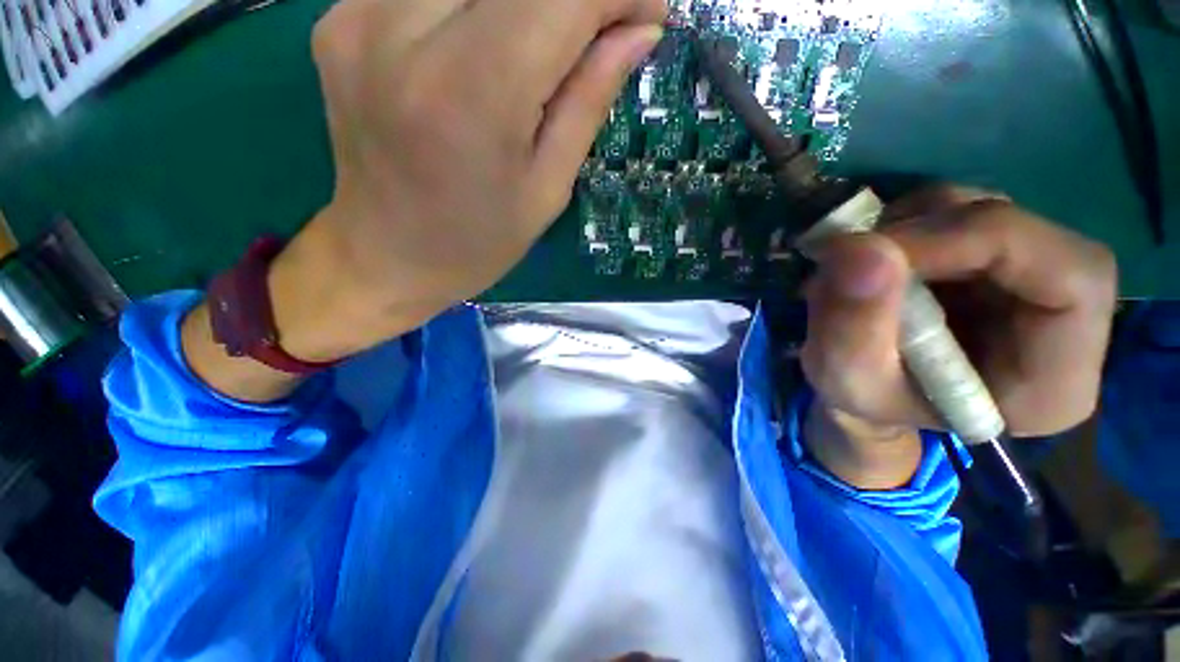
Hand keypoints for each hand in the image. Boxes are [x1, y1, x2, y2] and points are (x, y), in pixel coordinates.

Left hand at [303, 0, 665, 334]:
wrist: (386, 255)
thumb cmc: (478, 242)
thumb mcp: (548, 189)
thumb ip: (590, 99)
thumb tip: (639, 30)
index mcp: (471, 92)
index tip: (646, 14)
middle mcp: (402, 30)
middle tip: (599, 29)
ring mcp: (357, 14)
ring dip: (526, 2)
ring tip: (543, 48)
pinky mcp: (337, 17)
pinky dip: (474, 5)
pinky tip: (484, 45)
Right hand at [799, 187, 1116, 486]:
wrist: (867, 393)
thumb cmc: (866, 402)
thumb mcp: (847, 382)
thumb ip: (852, 327)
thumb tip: (855, 247)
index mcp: (1055, 380)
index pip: (1075, 277)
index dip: (983, 242)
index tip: (881, 251)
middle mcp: (1060, 319)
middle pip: (1025, 233)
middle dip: (927, 234)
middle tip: (851, 255)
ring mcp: (1026, 279)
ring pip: (982, 211)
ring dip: (906, 227)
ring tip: (850, 267)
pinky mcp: (989, 258)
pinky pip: (953, 211)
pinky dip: (901, 224)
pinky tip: (867, 260)